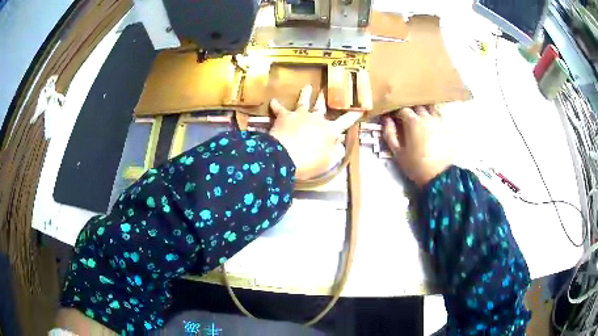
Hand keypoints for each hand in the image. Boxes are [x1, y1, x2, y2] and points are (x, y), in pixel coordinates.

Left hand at [269, 85, 361, 179]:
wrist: (284, 157)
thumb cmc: (309, 162)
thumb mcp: (328, 161)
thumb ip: (336, 151)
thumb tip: (340, 142)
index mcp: (330, 130)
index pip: (345, 121)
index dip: (353, 115)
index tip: (359, 109)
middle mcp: (317, 118)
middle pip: (322, 106)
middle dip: (325, 98)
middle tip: (326, 89)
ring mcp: (300, 115)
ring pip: (304, 101)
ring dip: (306, 93)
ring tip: (307, 86)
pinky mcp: (285, 116)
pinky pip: (280, 109)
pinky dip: (276, 105)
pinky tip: (273, 101)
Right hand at [382, 106, 452, 186]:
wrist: (439, 176)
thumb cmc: (415, 165)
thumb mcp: (397, 152)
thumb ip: (389, 133)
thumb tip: (386, 119)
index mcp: (413, 121)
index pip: (402, 108)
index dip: (396, 111)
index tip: (392, 117)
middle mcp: (426, 117)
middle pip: (416, 106)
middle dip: (410, 110)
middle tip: (405, 118)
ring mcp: (438, 121)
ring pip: (428, 109)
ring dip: (422, 111)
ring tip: (419, 121)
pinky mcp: (447, 128)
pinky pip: (438, 117)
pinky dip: (432, 118)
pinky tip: (430, 127)